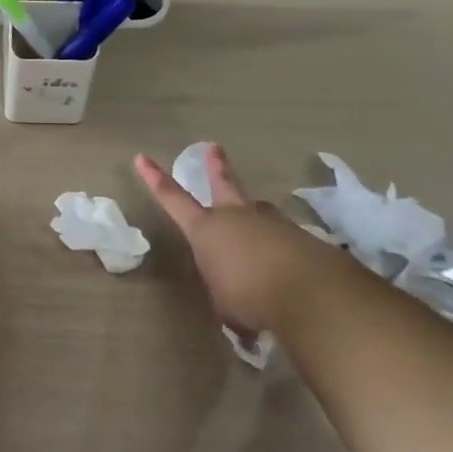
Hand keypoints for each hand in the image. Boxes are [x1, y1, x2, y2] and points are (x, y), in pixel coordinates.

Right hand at [134, 143, 344, 337]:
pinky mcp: (301, 237)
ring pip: (258, 212)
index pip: (172, 199)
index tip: (142, 157)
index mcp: (206, 229)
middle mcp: (236, 217)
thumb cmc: (249, 297)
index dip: (155, 178)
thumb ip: (225, 291)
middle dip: (217, 166)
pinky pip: (283, 239)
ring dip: (255, 217)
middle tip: (214, 148)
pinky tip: (287, 271)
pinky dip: (280, 250)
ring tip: (257, 231)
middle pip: (224, 184)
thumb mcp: (223, 303)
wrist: (311, 294)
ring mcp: (271, 223)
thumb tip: (237, 300)